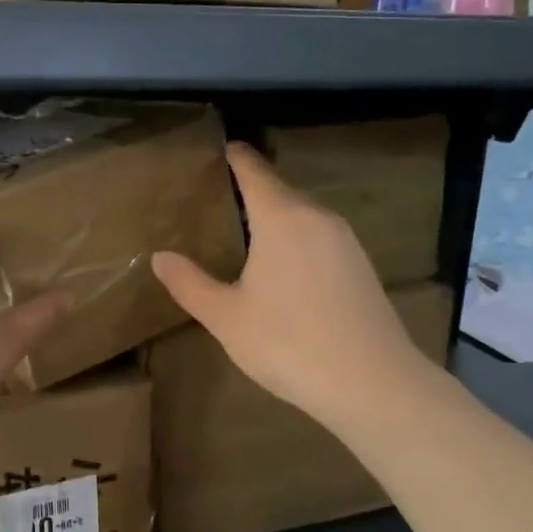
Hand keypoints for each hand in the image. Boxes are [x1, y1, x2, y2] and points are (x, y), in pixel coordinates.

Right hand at [152, 143, 430, 435]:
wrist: (373, 384)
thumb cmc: (289, 343)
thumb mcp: (227, 317)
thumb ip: (190, 283)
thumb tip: (159, 257)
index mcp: (282, 218)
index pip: (253, 170)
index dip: (234, 156)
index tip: (217, 147)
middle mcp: (317, 217)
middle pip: (278, 190)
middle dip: (249, 188)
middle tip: (215, 196)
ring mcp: (345, 240)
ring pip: (301, 214)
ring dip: (273, 215)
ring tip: (243, 230)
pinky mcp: (361, 265)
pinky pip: (318, 236)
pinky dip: (295, 237)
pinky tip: (282, 265)